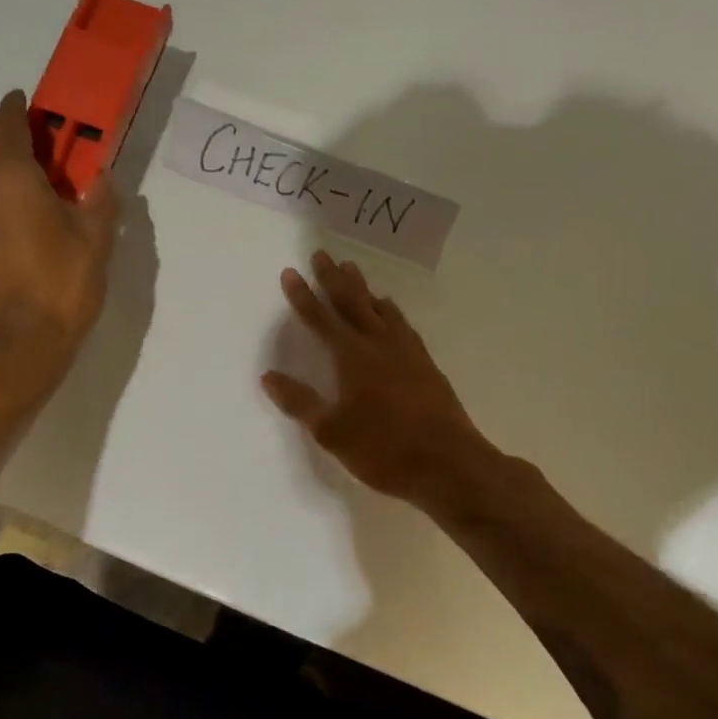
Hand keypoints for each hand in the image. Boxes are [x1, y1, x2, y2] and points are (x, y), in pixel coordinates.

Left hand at [0, 90, 117, 365]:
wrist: (25, 337)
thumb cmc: (65, 284)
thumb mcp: (97, 238)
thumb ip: (101, 198)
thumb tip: (102, 177)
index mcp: (13, 176)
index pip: (9, 122)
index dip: (19, 107)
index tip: (29, 103)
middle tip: (25, 138)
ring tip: (11, 168)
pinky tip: (1, 200)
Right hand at [263, 251, 489, 509]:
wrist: (449, 464)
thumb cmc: (384, 450)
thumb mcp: (332, 432)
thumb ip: (300, 402)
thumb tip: (269, 376)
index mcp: (353, 358)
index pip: (321, 319)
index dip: (303, 297)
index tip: (291, 272)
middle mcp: (379, 345)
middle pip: (353, 303)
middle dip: (334, 279)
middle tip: (322, 254)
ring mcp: (407, 352)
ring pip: (381, 309)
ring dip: (363, 289)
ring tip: (353, 271)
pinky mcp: (426, 365)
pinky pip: (403, 325)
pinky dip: (391, 311)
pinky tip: (391, 312)